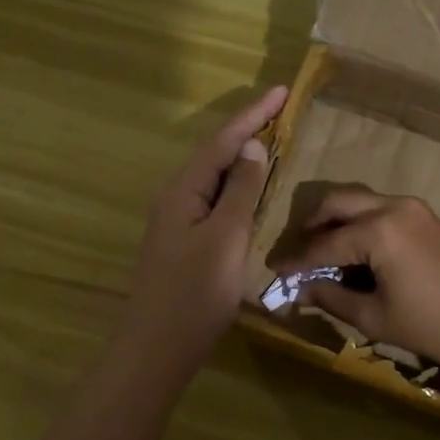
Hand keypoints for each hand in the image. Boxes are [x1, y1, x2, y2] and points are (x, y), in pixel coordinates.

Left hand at [121, 86, 287, 379]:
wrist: (157, 348)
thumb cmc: (194, 292)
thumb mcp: (225, 237)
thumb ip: (240, 191)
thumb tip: (252, 146)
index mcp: (184, 190)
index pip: (223, 141)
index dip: (254, 114)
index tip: (282, 90)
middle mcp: (177, 198)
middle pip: (217, 155)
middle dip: (248, 131)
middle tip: (282, 113)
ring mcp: (179, 222)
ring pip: (216, 180)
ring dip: (244, 160)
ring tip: (274, 143)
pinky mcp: (186, 244)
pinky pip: (216, 203)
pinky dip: (239, 191)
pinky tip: (254, 195)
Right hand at [268, 188, 439, 379]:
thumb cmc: (435, 326)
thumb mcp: (376, 318)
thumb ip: (333, 298)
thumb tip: (302, 290)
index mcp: (377, 230)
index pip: (323, 244)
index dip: (296, 261)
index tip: (273, 271)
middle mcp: (393, 206)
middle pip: (338, 203)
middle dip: (312, 225)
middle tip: (298, 254)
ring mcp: (414, 208)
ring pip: (360, 201)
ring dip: (337, 221)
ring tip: (323, 253)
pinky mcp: (428, 218)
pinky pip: (381, 210)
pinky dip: (361, 224)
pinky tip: (355, 252)